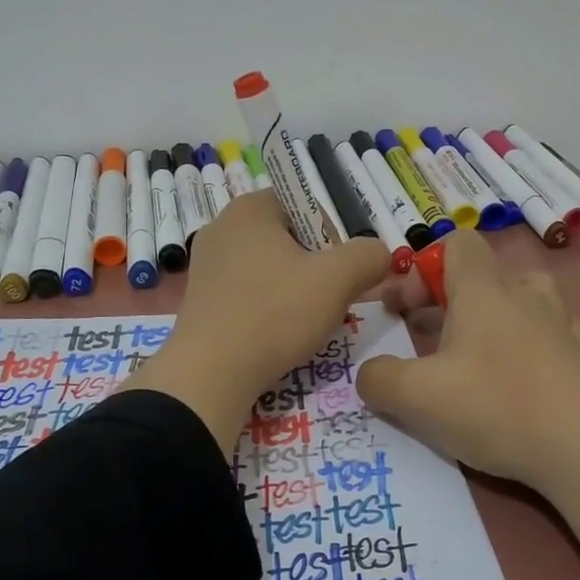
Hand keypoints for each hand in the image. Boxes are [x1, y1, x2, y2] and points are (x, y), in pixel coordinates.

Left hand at [121, 191, 392, 446]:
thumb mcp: (338, 280)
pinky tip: (276, 333)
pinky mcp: (200, 296)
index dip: (333, 237)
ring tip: (303, 322)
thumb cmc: (275, 314)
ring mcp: (206, 262)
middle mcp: (222, 225)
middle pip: (289, 237)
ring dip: (294, 289)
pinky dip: (268, 306)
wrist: (210, 374)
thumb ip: (369, 256)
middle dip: (315, 266)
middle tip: (327, 300)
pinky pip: (247, 290)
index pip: (307, 205)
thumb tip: (378, 254)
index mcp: (250, 208)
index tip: (339, 273)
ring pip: (270, 266)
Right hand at [357, 228, 579, 559]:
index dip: (423, 267)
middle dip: (451, 300)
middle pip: (486, 274)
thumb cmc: (496, 406)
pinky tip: (520, 380)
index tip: (405, 309)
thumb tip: (370, 375)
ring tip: (478, 355)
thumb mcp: (417, 398)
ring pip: (524, 300)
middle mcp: (525, 296)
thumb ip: (379, 380)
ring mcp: (562, 326)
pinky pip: (552, 336)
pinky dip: (530, 347)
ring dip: (496, 318)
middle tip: (431, 338)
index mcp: (483, 290)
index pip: (456, 243)